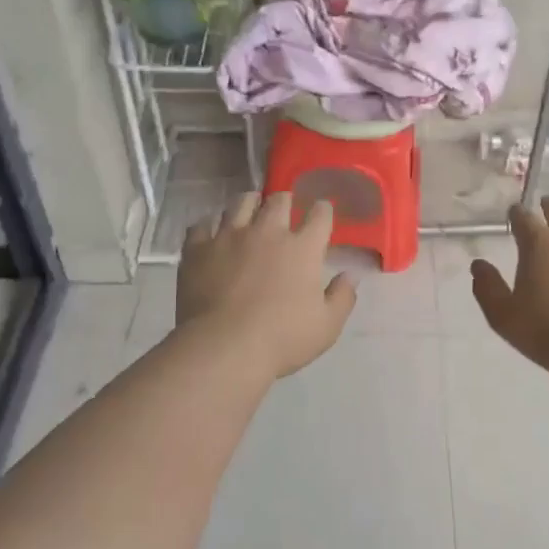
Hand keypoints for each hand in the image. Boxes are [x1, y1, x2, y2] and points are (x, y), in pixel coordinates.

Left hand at [178, 191, 358, 378]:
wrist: (223, 348)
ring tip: (249, 211)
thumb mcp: (327, 326)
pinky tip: (210, 234)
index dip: (322, 210)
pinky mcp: (198, 249)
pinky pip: (201, 225)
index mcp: (302, 248)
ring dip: (249, 204)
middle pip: (278, 200)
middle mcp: (267, 232)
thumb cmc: (282, 339)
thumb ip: (342, 297)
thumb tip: (350, 275)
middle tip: (283, 209)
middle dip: (284, 201)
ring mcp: (229, 237)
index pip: (319, 214)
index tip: (321, 213)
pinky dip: (208, 226)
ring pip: (240, 203)